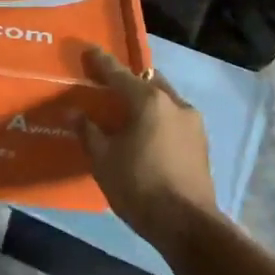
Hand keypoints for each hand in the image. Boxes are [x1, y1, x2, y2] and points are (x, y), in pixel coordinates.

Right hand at [78, 46, 219, 242]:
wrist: (187, 224)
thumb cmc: (139, 186)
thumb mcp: (103, 160)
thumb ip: (88, 131)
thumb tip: (73, 113)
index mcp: (149, 101)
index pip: (119, 73)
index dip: (101, 62)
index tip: (88, 50)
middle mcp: (175, 103)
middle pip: (147, 82)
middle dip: (129, 81)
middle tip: (108, 86)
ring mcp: (193, 123)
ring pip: (164, 100)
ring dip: (145, 101)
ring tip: (127, 112)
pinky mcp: (201, 143)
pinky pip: (173, 118)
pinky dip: (157, 118)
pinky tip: (146, 133)